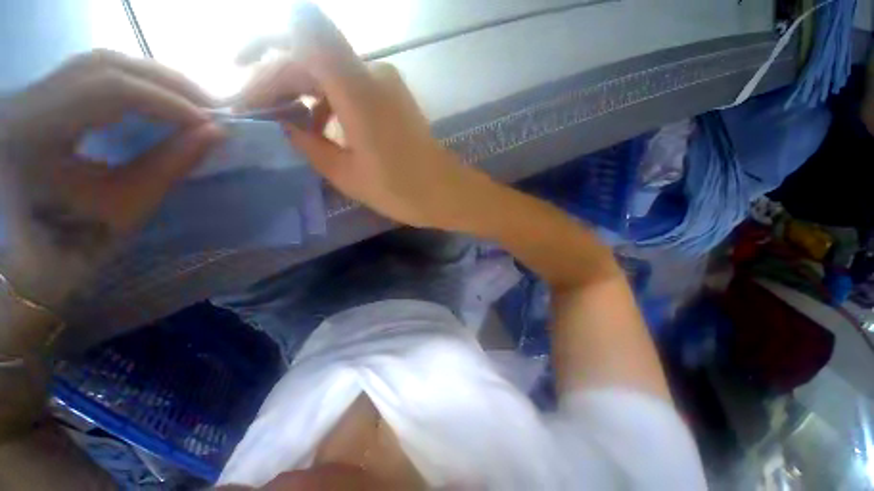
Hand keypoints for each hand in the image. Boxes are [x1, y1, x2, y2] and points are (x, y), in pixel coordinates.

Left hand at [0, 50, 223, 305]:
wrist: (28, 255)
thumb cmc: (73, 243)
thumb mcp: (126, 205)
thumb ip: (172, 164)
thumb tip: (217, 133)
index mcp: (33, 133)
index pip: (108, 90)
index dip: (166, 102)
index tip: (212, 123)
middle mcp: (25, 100)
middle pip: (105, 66)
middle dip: (165, 83)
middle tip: (211, 107)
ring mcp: (32, 95)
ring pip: (102, 65)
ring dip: (153, 79)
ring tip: (193, 103)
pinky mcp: (43, 98)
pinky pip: (94, 76)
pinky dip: (135, 83)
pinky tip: (160, 99)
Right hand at [237, 4, 494, 229]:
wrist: (446, 192)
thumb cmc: (402, 191)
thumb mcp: (347, 174)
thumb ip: (309, 144)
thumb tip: (284, 124)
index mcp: (357, 89)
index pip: (299, 36)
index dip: (263, 48)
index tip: (240, 77)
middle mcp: (372, 72)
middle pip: (310, 54)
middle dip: (277, 79)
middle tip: (255, 112)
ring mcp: (386, 83)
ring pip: (329, 72)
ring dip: (302, 92)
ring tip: (283, 124)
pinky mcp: (393, 97)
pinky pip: (350, 87)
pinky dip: (328, 102)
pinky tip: (320, 128)